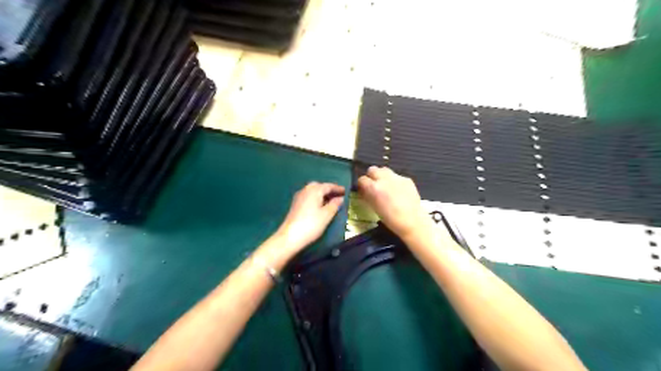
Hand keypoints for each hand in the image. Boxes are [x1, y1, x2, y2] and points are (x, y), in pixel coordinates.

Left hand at [275, 182, 345, 252]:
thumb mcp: (327, 215)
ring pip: (312, 191)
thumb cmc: (311, 224)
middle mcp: (305, 190)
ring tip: (330, 201)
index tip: (345, 191)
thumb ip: (335, 205)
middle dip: (328, 189)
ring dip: (322, 194)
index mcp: (314, 190)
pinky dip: (316, 198)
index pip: (328, 186)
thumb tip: (340, 198)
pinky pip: (308, 197)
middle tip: (337, 195)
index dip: (337, 188)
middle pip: (319, 186)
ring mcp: (299, 197)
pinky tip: (319, 206)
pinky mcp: (295, 204)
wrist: (290, 236)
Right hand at [356, 167, 429, 239]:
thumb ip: (368, 196)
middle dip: (371, 176)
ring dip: (382, 175)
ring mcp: (396, 177)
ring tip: (385, 185)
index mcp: (374, 188)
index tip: (363, 189)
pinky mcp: (406, 179)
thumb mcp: (374, 207)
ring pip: (384, 170)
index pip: (362, 179)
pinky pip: (396, 176)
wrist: (412, 221)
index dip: (362, 185)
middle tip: (374, 185)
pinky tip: (398, 190)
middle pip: (372, 169)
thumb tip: (364, 191)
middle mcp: (384, 179)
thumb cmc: (390, 219)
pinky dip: (394, 181)